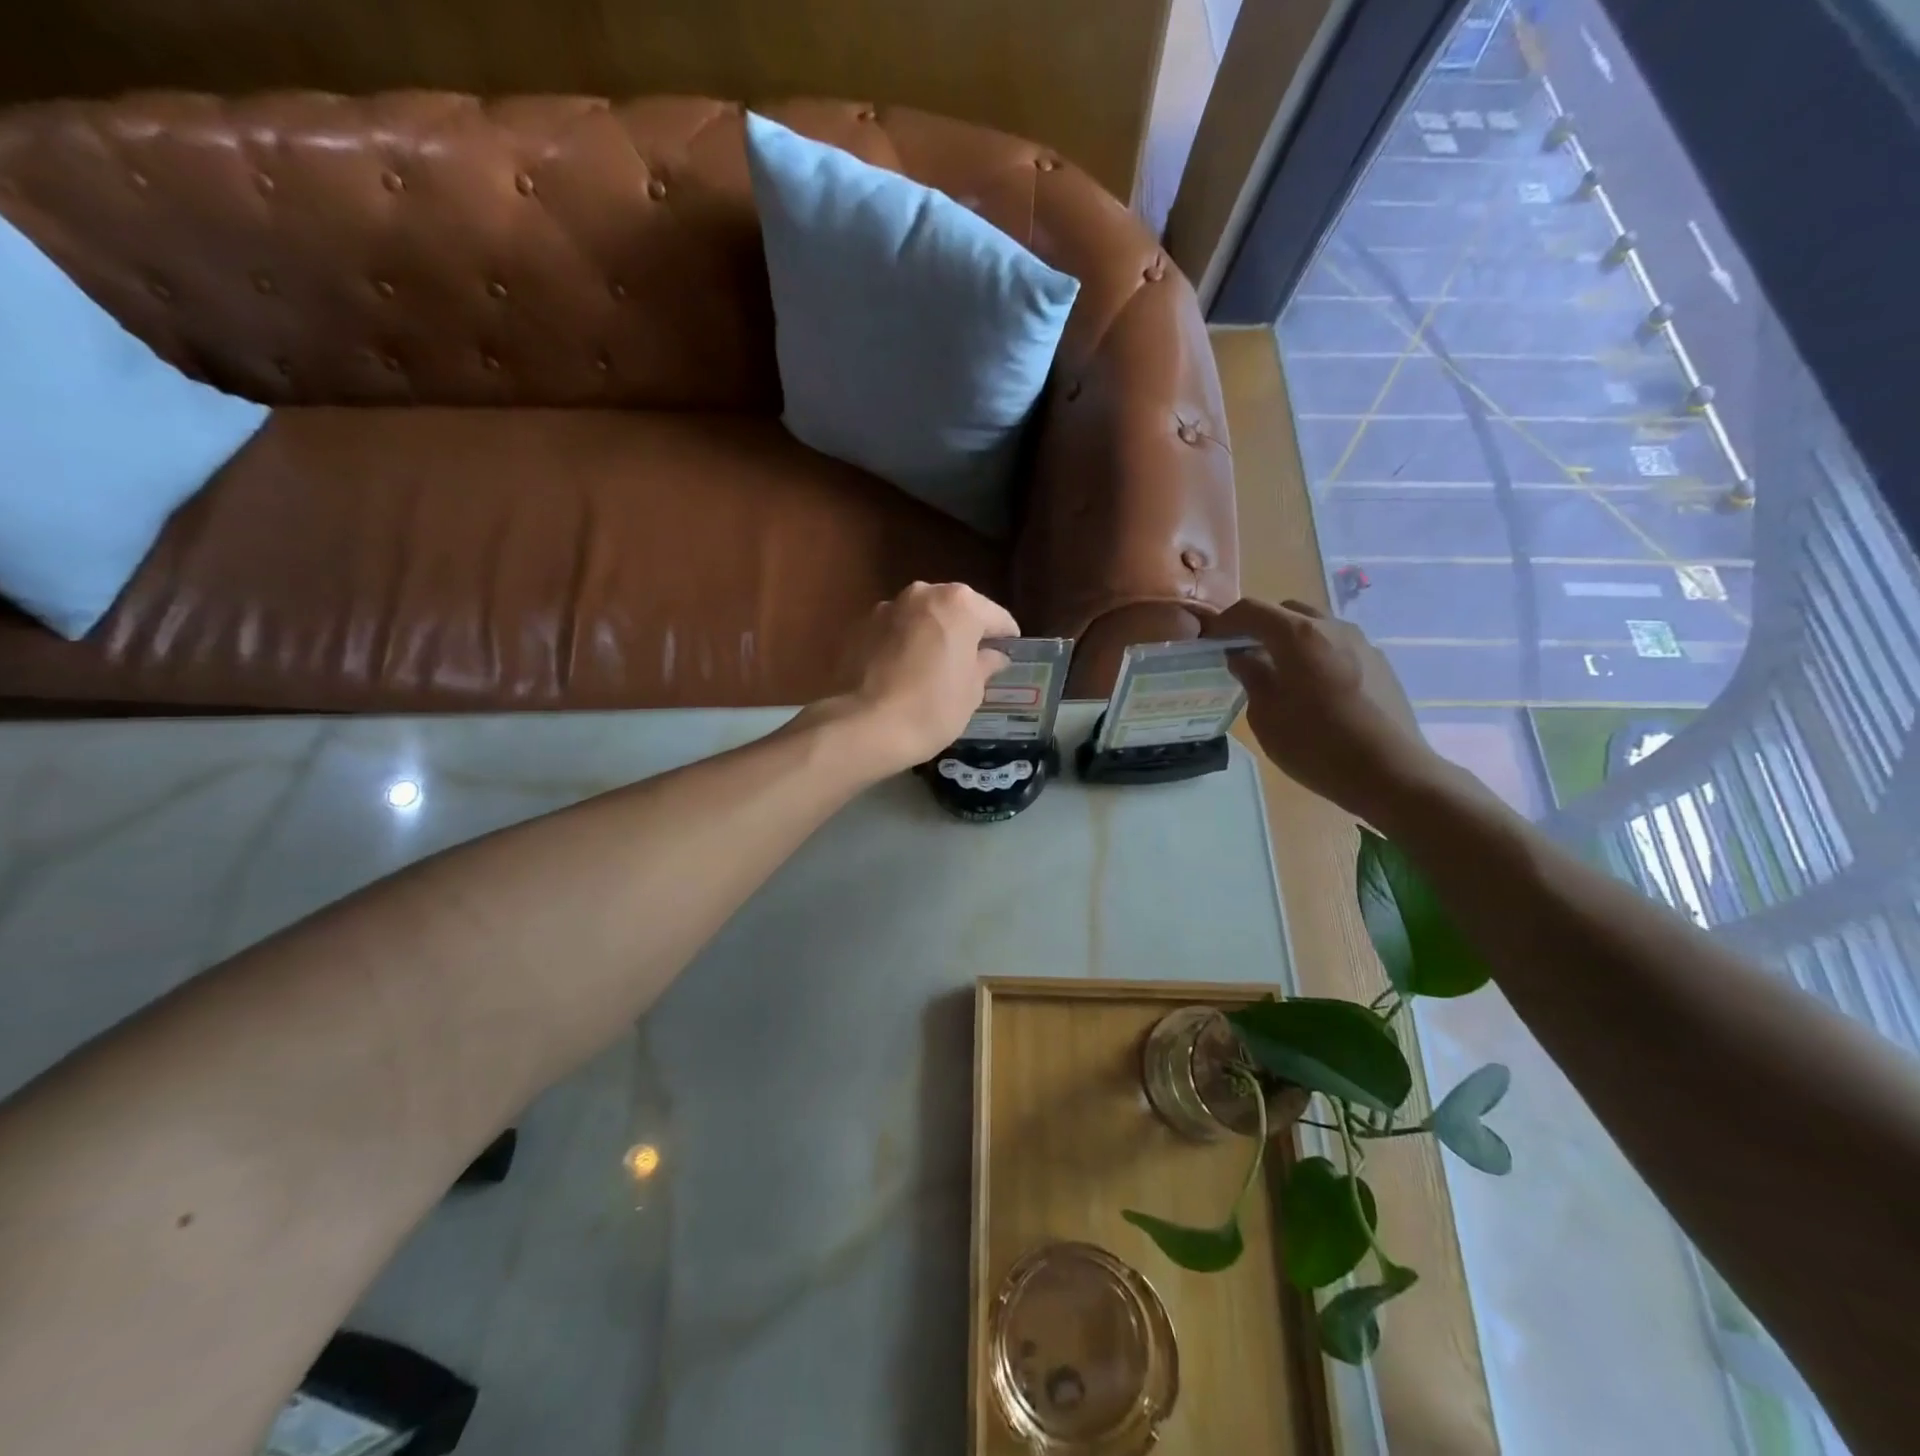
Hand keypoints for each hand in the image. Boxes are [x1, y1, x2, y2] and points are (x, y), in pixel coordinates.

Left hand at [822, 582, 1019, 772]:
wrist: (862, 726)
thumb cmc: (931, 708)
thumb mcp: (971, 692)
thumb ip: (985, 665)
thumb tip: (993, 656)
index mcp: (959, 603)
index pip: (997, 617)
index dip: (1006, 639)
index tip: (1009, 658)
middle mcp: (922, 593)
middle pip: (955, 610)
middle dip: (965, 632)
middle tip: (971, 664)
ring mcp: (886, 607)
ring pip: (921, 618)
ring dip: (931, 636)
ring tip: (933, 670)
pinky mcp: (858, 627)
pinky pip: (893, 633)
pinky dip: (902, 646)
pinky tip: (902, 675)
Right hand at [1205, 598, 1439, 821]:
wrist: (1392, 773)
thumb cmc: (1317, 746)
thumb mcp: (1267, 716)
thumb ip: (1252, 677)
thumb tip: (1242, 657)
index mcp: (1298, 636)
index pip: (1252, 610)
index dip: (1225, 621)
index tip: (1210, 640)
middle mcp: (1332, 627)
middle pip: (1287, 610)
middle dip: (1260, 625)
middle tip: (1243, 654)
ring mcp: (1361, 643)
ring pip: (1316, 625)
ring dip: (1291, 639)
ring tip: (1279, 672)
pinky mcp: (1380, 663)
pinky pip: (1338, 645)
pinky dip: (1316, 654)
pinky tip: (1314, 689)